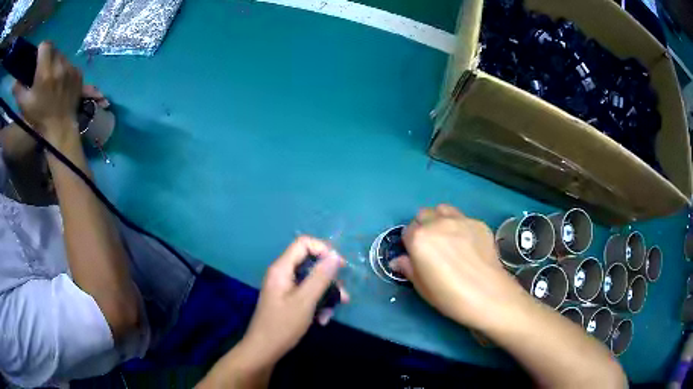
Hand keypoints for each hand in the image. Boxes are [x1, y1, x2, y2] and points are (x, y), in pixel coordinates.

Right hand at [12, 41, 82, 145]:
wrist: (59, 129)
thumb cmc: (37, 118)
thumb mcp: (24, 104)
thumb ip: (17, 89)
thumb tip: (15, 81)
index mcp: (45, 71)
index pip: (45, 45)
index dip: (40, 50)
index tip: (36, 60)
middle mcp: (59, 65)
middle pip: (53, 49)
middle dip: (46, 56)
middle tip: (41, 72)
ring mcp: (71, 68)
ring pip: (61, 55)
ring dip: (54, 62)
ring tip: (49, 79)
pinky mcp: (78, 73)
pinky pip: (69, 63)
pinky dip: (63, 68)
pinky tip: (59, 82)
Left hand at [241, 236, 348, 365]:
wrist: (264, 349)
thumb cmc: (283, 325)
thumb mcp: (305, 301)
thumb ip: (320, 277)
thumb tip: (335, 255)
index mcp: (282, 268)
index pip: (303, 243)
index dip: (323, 250)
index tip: (339, 266)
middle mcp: (282, 274)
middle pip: (310, 263)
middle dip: (328, 279)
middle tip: (343, 295)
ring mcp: (284, 287)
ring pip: (311, 281)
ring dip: (325, 295)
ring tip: (331, 313)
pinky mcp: (287, 300)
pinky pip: (306, 294)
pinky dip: (316, 304)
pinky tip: (322, 320)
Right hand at [390, 205, 528, 330]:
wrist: (488, 295)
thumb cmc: (449, 296)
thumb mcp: (422, 287)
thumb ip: (409, 269)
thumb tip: (399, 260)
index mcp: (419, 238)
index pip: (407, 231)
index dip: (410, 244)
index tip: (417, 255)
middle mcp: (438, 223)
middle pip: (423, 214)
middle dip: (423, 227)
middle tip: (432, 246)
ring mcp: (461, 220)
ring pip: (443, 210)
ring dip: (440, 220)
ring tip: (448, 238)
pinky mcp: (478, 223)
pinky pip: (464, 219)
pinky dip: (461, 227)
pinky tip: (469, 245)